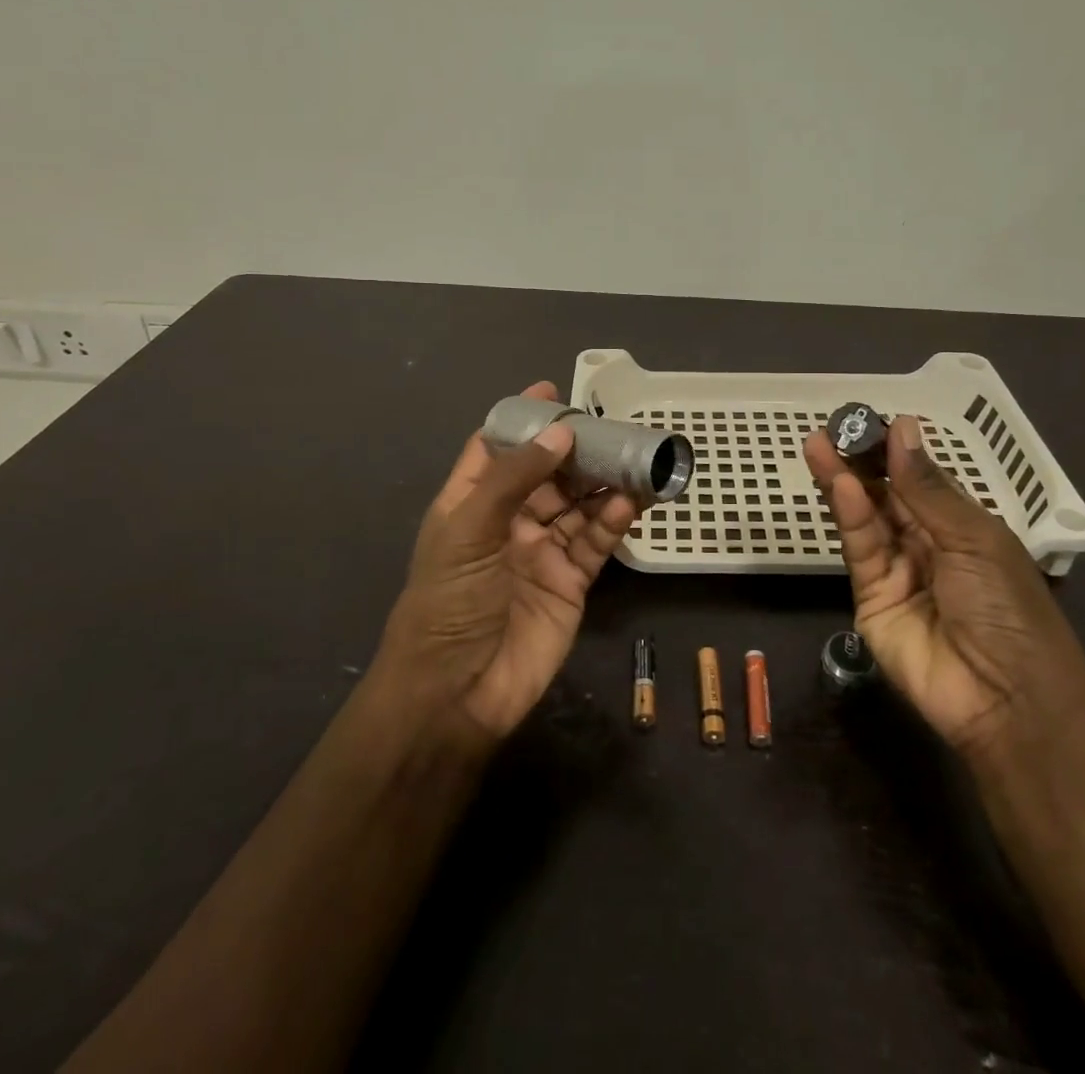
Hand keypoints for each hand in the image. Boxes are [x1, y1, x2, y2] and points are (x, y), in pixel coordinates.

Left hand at [374, 382, 637, 741]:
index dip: (522, 419)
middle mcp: (508, 521)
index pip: (496, 447)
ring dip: (604, 482)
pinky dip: (614, 521)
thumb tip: (560, 432)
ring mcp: (542, 551)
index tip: (553, 391)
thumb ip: (515, 478)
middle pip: (548, 473)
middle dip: (577, 450)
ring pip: (579, 505)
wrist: (457, 693)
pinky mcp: (572, 581)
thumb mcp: (470, 530)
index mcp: (471, 503)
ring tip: (635, 457)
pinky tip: (632, 502)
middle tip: (612, 426)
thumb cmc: (450, 602)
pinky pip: (596, 541)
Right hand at [804, 416, 1084, 754]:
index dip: (895, 451)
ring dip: (844, 481)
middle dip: (861, 461)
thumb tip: (903, 427)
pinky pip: (860, 550)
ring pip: (866, 518)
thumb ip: (926, 487)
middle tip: (832, 427)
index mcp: (962, 527)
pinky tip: (840, 485)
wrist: (1007, 698)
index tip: (868, 420)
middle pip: (887, 495)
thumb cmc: (1007, 607)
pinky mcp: (870, 597)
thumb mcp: (973, 538)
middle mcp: (927, 544)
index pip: (920, 480)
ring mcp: (897, 572)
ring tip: (819, 445)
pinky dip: (850, 515)